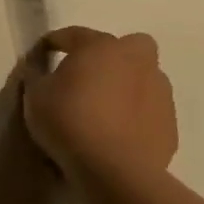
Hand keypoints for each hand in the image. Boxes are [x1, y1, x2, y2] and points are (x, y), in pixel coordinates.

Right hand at [23, 27, 177, 183]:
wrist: (114, 168)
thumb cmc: (68, 120)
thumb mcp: (35, 96)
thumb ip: (36, 76)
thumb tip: (37, 68)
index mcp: (101, 47)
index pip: (73, 34)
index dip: (54, 42)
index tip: (40, 54)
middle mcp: (137, 62)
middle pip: (128, 46)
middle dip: (110, 56)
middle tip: (88, 76)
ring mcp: (160, 92)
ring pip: (143, 78)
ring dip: (124, 85)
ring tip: (101, 109)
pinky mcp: (169, 123)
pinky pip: (148, 109)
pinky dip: (134, 114)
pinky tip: (115, 132)